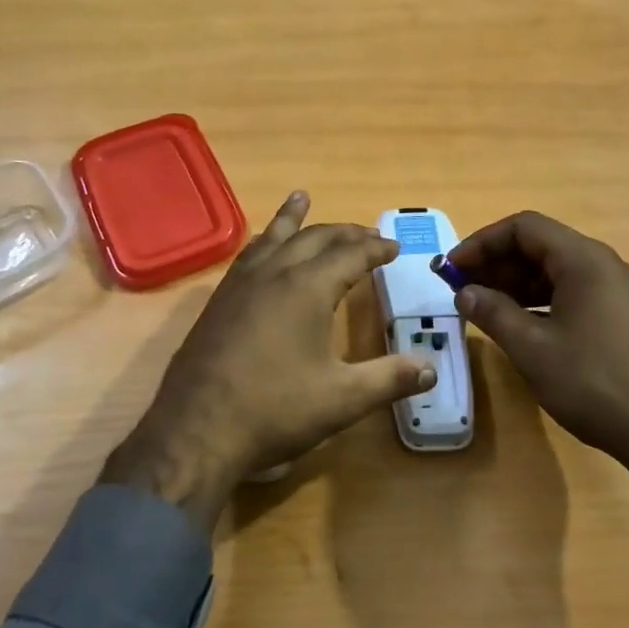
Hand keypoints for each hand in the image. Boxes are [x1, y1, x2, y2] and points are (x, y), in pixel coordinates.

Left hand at [101, 192, 436, 530]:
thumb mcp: (342, 398)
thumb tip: (432, 370)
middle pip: (314, 238)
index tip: (394, 247)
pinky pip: (247, 255)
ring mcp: (240, 284)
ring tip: (302, 198)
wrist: (197, 429)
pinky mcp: (218, 301)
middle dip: (344, 232)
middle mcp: (274, 273)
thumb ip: (389, 379)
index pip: (351, 255)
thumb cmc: (275, 409)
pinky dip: (263, 241)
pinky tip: (260, 249)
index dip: (376, 249)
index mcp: (308, 288)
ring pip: (272, 237)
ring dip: (293, 219)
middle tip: (367, 233)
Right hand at [447, 211, 628, 546]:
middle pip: (543, 246)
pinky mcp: (628, 316)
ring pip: (559, 271)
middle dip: (497, 263)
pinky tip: (522, 325)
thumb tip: (465, 292)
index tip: (453, 268)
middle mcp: (607, 265)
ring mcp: (622, 290)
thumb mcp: (532, 348)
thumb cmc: (593, 383)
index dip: (482, 242)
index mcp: (585, 261)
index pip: (524, 228)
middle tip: (462, 289)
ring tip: (485, 307)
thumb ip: (493, 312)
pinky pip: (576, 292)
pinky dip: (543, 300)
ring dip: (518, 283)